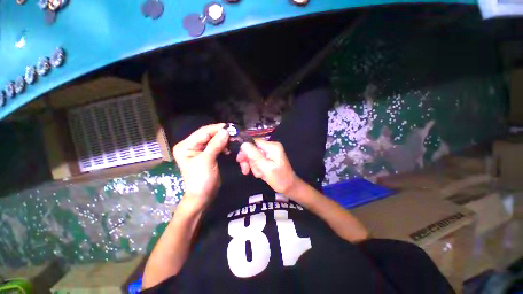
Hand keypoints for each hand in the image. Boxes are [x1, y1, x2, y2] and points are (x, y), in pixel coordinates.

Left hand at [173, 124, 228, 211]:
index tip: (231, 127)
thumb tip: (225, 131)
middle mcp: (191, 145)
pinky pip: (216, 145)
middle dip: (221, 133)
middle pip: (208, 135)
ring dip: (223, 139)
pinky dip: (223, 145)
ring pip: (213, 139)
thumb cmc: (201, 180)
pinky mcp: (207, 154)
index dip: (217, 129)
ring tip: (233, 139)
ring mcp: (199, 149)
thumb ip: (215, 145)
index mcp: (185, 146)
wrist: (203, 196)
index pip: (203, 132)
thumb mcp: (207, 161)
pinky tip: (229, 147)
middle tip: (234, 133)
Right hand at [237, 140, 298, 194]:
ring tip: (260, 175)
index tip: (240, 161)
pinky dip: (257, 168)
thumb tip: (243, 144)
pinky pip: (258, 161)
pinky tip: (261, 174)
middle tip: (246, 171)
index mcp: (272, 146)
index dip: (245, 150)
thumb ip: (255, 155)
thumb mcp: (266, 168)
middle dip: (249, 161)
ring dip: (254, 167)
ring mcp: (270, 152)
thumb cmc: (280, 179)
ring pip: (254, 156)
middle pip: (253, 149)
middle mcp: (271, 147)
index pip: (253, 142)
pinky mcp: (269, 158)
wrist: (290, 187)